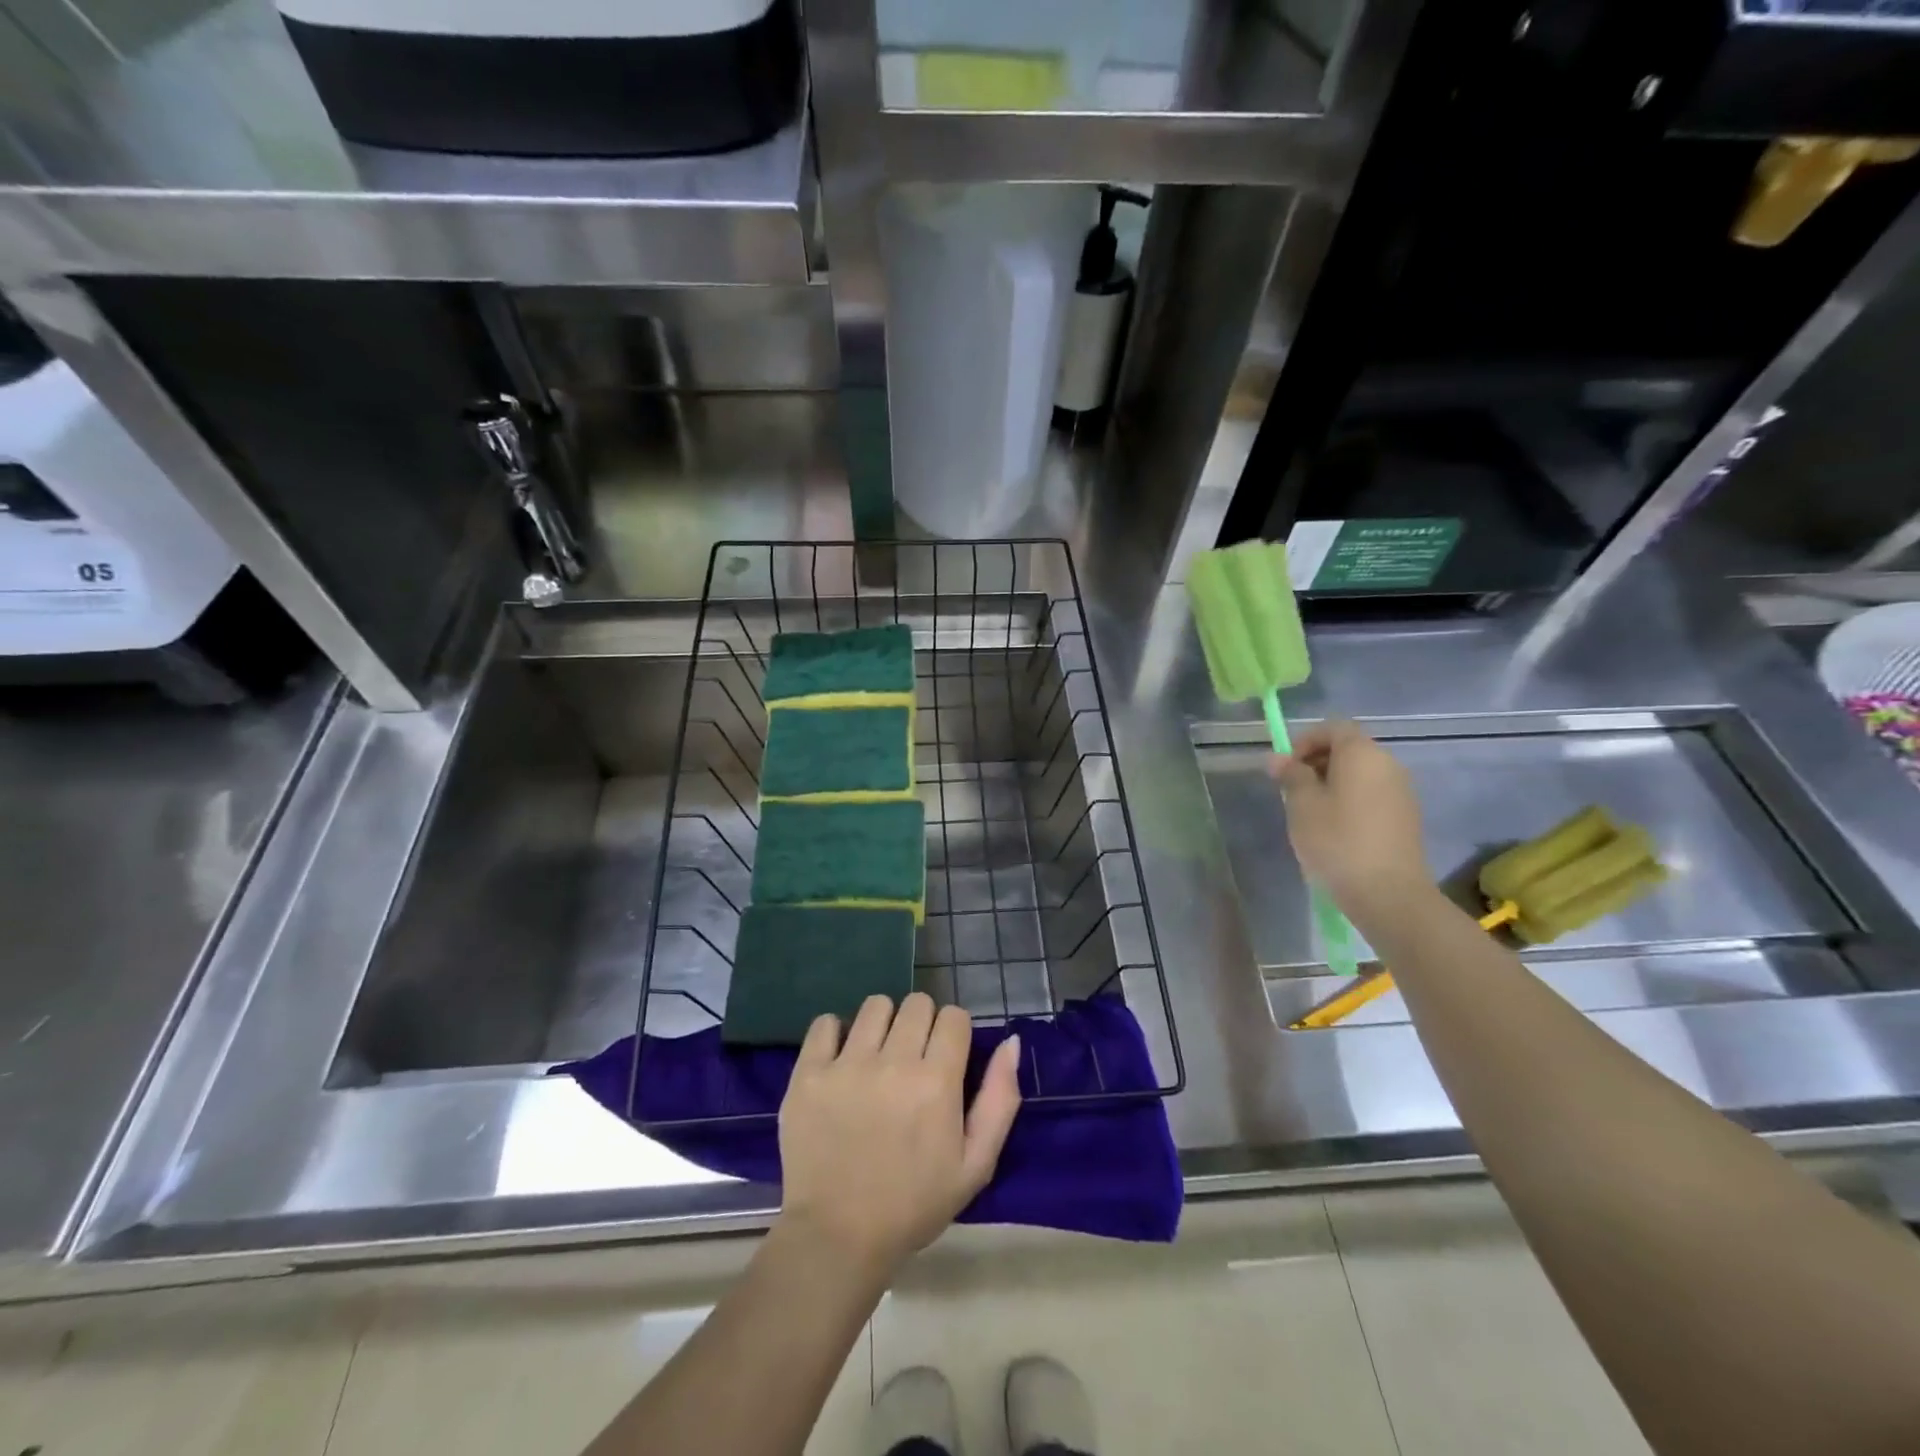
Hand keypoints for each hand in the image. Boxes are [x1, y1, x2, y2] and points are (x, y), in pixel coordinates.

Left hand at [776, 993, 1021, 1282]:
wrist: (837, 1238)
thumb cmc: (912, 1205)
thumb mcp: (975, 1165)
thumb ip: (999, 1100)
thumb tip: (1011, 1042)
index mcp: (936, 1082)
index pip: (954, 1016)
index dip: (954, 1033)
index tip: (946, 1058)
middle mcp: (893, 1062)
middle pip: (917, 1003)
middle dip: (921, 1024)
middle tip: (912, 1060)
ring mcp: (846, 1065)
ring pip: (875, 1005)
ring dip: (882, 1024)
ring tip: (876, 1057)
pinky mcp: (808, 1073)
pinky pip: (825, 1023)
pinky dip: (836, 1034)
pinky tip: (840, 1061)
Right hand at [1269, 721, 1433, 922]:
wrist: (1388, 893)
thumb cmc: (1337, 841)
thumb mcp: (1302, 805)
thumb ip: (1291, 775)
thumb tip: (1277, 758)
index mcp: (1362, 753)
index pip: (1333, 727)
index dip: (1305, 741)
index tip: (1286, 768)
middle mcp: (1387, 764)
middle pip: (1349, 748)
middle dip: (1317, 762)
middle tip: (1292, 791)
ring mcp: (1401, 791)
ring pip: (1360, 773)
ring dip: (1332, 783)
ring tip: (1310, 813)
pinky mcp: (1406, 817)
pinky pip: (1372, 794)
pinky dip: (1350, 800)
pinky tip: (1335, 830)